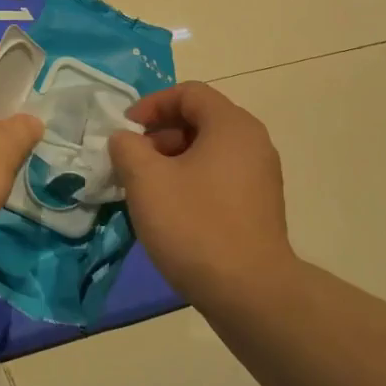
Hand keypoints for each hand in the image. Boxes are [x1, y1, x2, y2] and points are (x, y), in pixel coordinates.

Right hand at [109, 83, 295, 301]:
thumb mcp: (146, 180)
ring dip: (172, 161)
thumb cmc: (195, 225)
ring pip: (208, 151)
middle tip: (132, 163)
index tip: (126, 132)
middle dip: (159, 136)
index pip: (189, 92)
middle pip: (199, 120)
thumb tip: (125, 139)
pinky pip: (219, 177)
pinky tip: (171, 213)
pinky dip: (191, 182)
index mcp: (231, 125)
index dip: (151, 105)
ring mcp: (260, 176)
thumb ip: (127, 147)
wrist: (250, 292)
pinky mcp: (259, 206)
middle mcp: (253, 142)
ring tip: (146, 191)